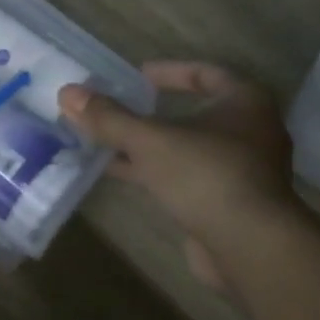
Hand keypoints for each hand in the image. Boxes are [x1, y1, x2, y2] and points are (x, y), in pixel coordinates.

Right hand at [60, 63, 296, 288]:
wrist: (250, 247)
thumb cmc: (206, 175)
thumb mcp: (150, 140)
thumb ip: (109, 118)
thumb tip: (67, 93)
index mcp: (246, 102)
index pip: (207, 73)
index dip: (170, 72)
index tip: (137, 76)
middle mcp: (252, 132)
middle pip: (197, 113)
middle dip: (154, 114)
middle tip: (119, 110)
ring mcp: (245, 171)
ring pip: (190, 149)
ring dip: (152, 146)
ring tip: (109, 142)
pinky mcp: (232, 204)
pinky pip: (190, 178)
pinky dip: (159, 173)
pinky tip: (124, 175)